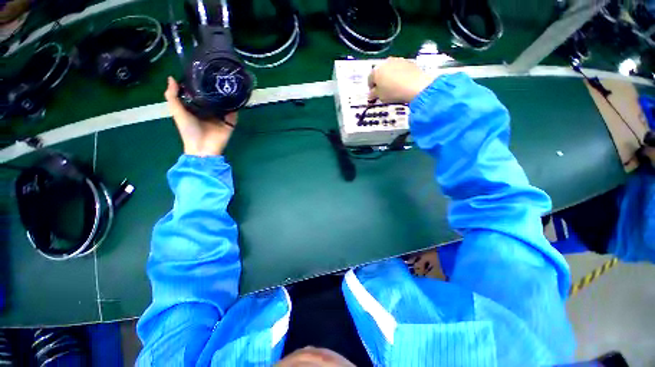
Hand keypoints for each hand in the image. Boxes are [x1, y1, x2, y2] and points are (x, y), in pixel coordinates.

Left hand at [164, 77, 236, 156]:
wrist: (203, 147)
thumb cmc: (188, 130)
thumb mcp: (177, 112)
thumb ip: (172, 96)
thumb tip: (171, 77)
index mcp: (197, 108)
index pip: (199, 93)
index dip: (199, 83)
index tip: (202, 71)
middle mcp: (210, 111)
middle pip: (214, 98)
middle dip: (215, 88)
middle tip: (218, 74)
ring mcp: (221, 117)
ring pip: (225, 104)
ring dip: (227, 96)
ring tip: (229, 83)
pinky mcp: (230, 123)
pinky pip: (234, 113)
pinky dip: (236, 107)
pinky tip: (237, 97)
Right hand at [368, 57, 433, 103]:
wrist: (415, 86)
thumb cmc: (393, 92)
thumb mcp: (380, 96)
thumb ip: (373, 94)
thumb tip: (370, 94)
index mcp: (376, 71)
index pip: (369, 79)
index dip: (371, 87)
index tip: (373, 94)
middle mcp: (385, 62)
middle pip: (380, 72)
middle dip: (380, 80)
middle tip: (383, 90)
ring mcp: (398, 60)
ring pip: (390, 69)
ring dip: (389, 76)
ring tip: (393, 87)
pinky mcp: (408, 61)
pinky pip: (400, 69)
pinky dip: (399, 75)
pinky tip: (402, 83)